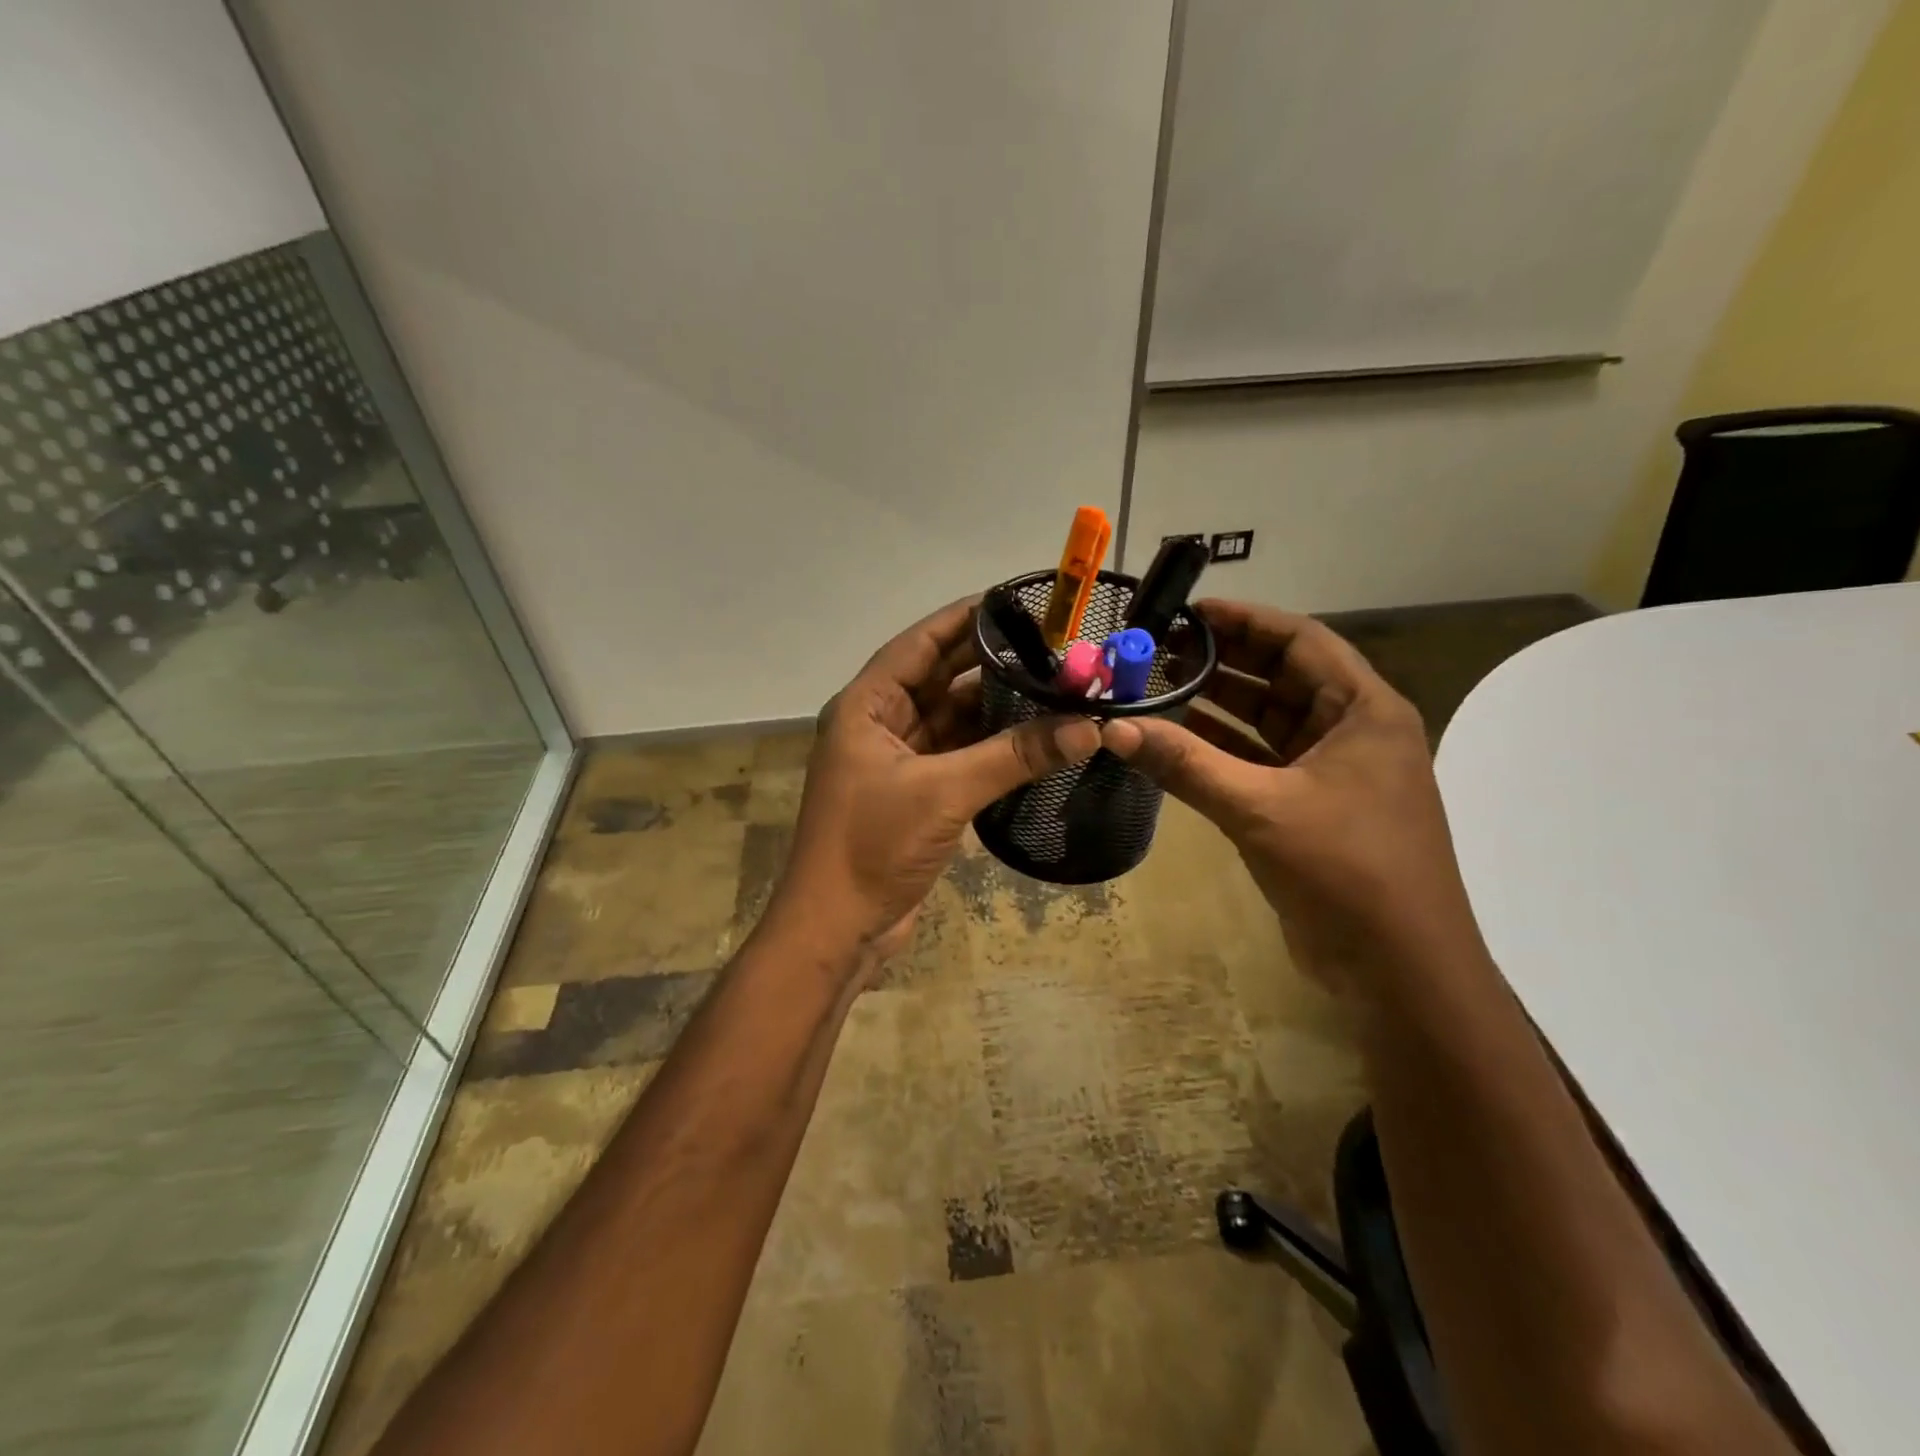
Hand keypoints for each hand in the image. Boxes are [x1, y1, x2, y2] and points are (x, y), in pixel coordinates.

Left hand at [768, 598, 1100, 963]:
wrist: (837, 930)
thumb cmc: (873, 847)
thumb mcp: (944, 793)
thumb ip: (1015, 756)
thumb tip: (1090, 728)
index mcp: (866, 706)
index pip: (920, 644)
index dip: (965, 619)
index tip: (1016, 601)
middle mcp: (879, 724)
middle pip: (939, 679)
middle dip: (991, 663)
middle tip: (1051, 646)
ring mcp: (897, 762)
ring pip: (953, 719)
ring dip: (996, 707)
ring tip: (1055, 686)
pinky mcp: (915, 795)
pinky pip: (959, 755)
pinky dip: (992, 747)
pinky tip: (1034, 736)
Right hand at [1101, 600, 1483, 1000]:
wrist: (1399, 971)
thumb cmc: (1346, 872)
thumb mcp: (1260, 809)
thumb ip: (1185, 764)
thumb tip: (1114, 728)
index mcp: (1365, 711)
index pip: (1302, 641)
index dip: (1246, 621)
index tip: (1189, 613)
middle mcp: (1352, 731)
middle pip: (1281, 678)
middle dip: (1222, 663)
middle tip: (1159, 651)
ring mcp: (1332, 772)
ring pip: (1267, 723)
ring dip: (1216, 707)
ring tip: (1157, 688)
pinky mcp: (1309, 808)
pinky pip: (1259, 763)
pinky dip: (1220, 752)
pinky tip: (1173, 742)